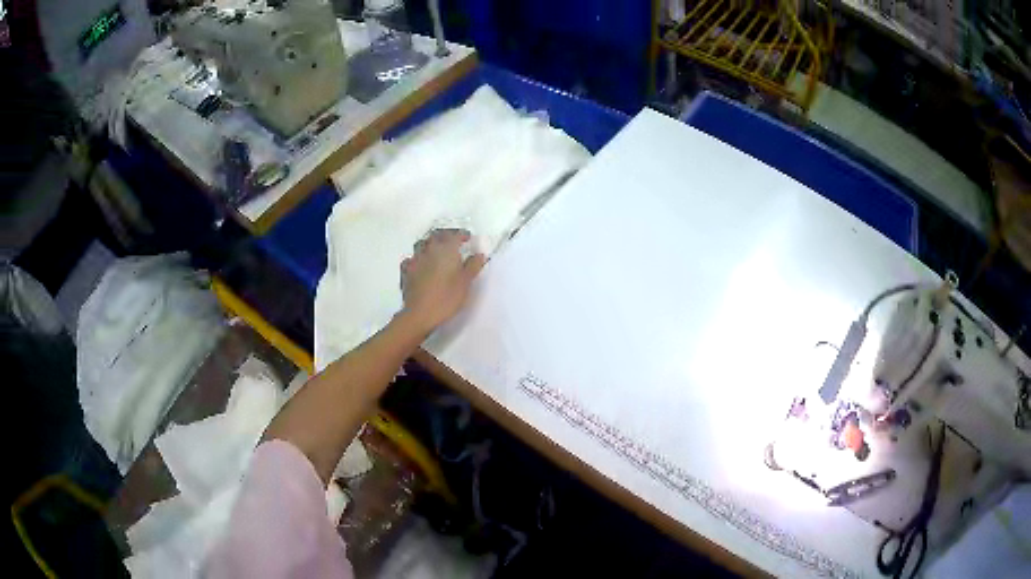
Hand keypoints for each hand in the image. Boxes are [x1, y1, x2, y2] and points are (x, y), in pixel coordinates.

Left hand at [400, 229, 485, 333]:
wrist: (420, 314)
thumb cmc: (446, 297)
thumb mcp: (465, 283)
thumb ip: (472, 266)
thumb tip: (478, 255)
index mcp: (445, 250)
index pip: (454, 235)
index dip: (461, 234)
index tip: (467, 237)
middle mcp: (428, 250)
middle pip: (436, 236)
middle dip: (445, 235)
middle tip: (452, 240)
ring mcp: (414, 260)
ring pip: (421, 245)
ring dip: (429, 244)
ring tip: (436, 250)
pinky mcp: (405, 272)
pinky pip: (410, 259)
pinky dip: (417, 259)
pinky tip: (419, 264)